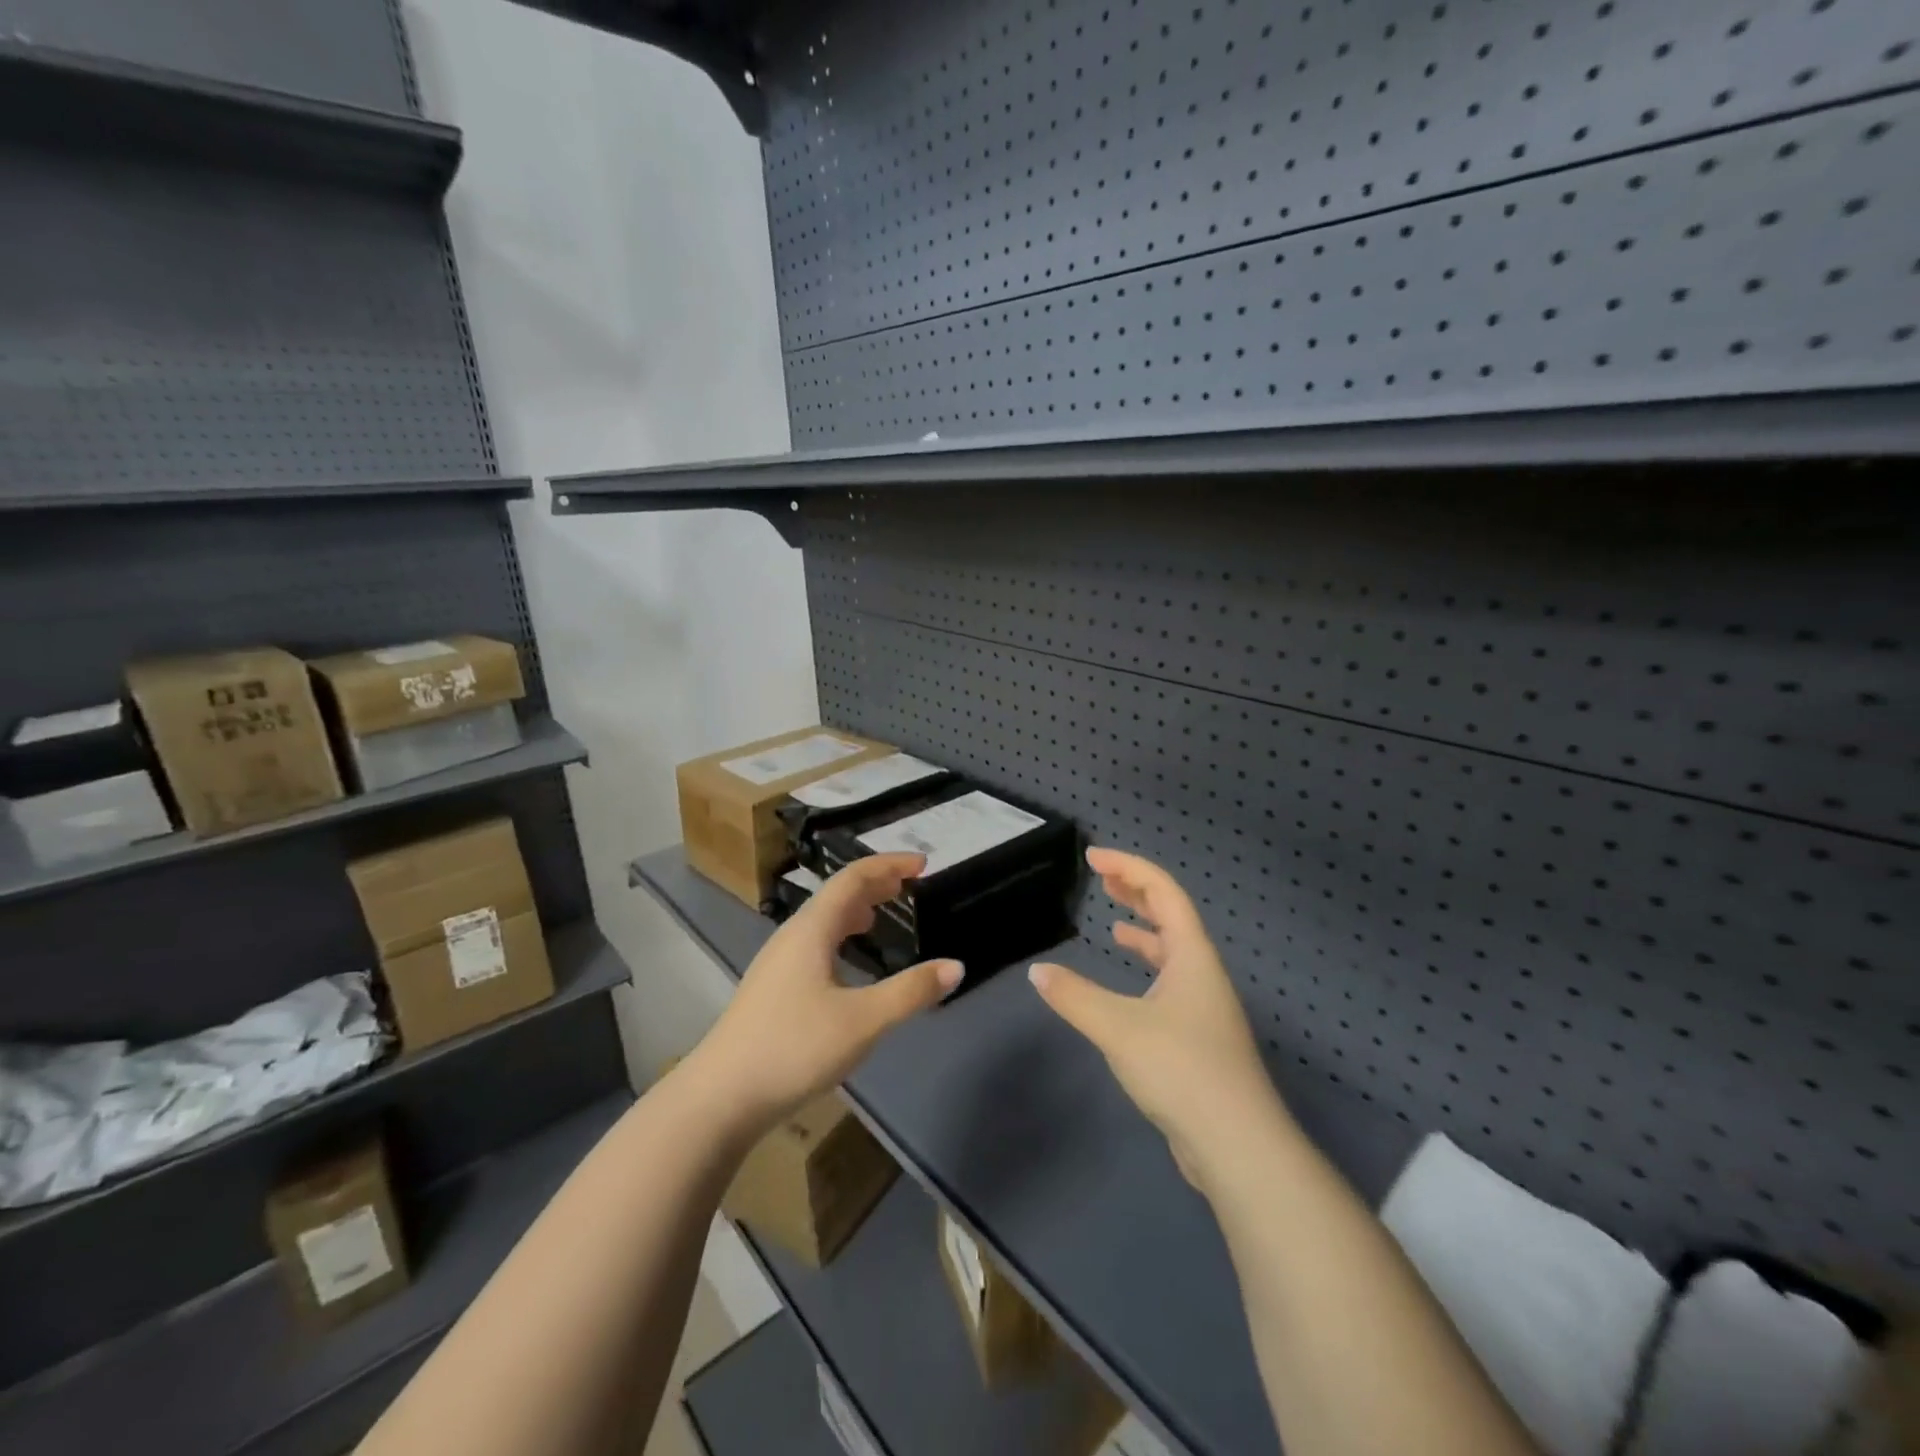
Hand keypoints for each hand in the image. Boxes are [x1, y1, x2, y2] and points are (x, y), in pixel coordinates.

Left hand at [692, 853, 961, 1130]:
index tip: (922, 863)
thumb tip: (956, 966)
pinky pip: (814, 944)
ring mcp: (777, 963)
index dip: (888, 864)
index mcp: (811, 930)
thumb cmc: (794, 1048)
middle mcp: (792, 937)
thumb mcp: (862, 1021)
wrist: (720, 1097)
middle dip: (874, 884)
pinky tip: (847, 963)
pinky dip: (840, 936)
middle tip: (908, 884)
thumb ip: (910, 992)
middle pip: (836, 896)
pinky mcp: (772, 989)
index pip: (853, 879)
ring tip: (881, 914)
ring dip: (856, 910)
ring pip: (822, 921)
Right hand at [1028, 848, 1284, 1188]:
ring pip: (1172, 952)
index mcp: (1192, 956)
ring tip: (1114, 922)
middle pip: (1172, 916)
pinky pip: (1169, 984)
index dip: (1129, 868)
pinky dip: (1145, 970)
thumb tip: (1038, 972)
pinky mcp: (1198, 1039)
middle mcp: (1203, 973)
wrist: (1237, 1145)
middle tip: (1103, 877)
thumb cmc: (1181, 1069)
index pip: (1163, 892)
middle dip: (1137, 891)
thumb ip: (1074, 996)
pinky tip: (1126, 989)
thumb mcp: (1118, 1027)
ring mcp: (1204, 1007)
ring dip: (1144, 930)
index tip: (1092, 857)